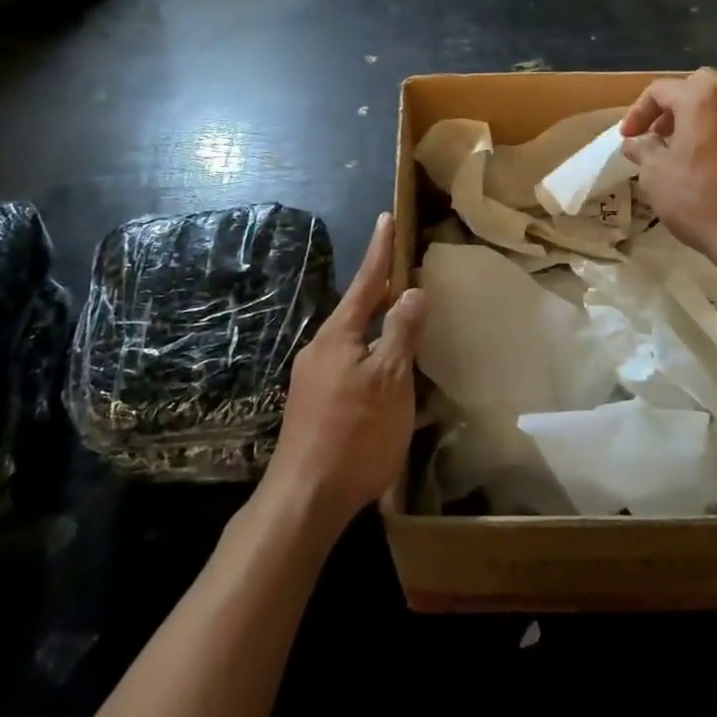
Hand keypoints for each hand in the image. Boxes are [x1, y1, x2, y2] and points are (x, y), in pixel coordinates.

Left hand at [263, 212, 424, 535]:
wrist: (304, 499)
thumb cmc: (355, 434)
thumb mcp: (389, 380)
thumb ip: (401, 333)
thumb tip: (412, 291)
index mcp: (339, 335)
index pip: (366, 281)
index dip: (380, 250)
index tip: (386, 217)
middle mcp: (321, 348)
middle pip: (356, 309)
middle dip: (379, 288)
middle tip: (402, 268)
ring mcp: (313, 378)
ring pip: (352, 338)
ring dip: (374, 324)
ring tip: (399, 318)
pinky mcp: (313, 404)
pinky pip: (347, 363)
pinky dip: (369, 353)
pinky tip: (382, 372)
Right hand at [619, 70, 716, 266]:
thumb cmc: (700, 200)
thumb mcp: (656, 175)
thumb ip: (644, 150)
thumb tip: (636, 142)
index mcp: (701, 98)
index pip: (661, 90)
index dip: (639, 111)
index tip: (628, 138)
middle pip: (701, 84)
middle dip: (676, 105)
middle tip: (661, 134)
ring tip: (703, 134)